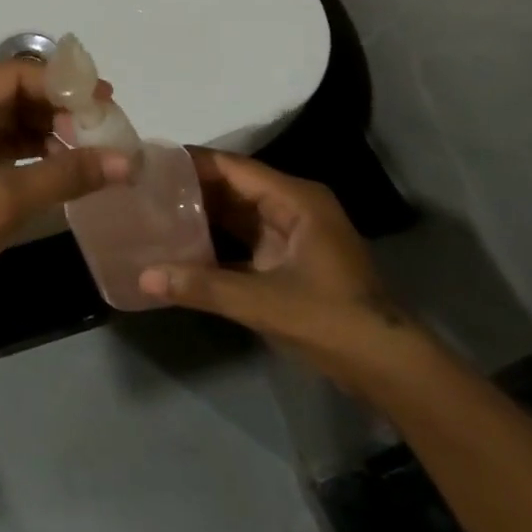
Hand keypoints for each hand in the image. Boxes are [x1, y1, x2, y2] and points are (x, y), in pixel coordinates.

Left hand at [0, 59, 131, 319]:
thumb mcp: (4, 199)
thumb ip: (66, 174)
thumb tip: (128, 162)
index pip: (16, 74)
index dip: (63, 85)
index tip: (106, 102)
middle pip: (18, 93)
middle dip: (62, 109)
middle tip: (107, 127)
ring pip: (16, 120)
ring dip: (54, 131)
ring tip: (96, 149)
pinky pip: (9, 146)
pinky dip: (39, 153)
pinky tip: (70, 166)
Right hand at [136, 151, 423, 384]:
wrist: (388, 368)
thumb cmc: (332, 320)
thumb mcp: (263, 302)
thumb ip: (203, 287)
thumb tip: (144, 277)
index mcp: (296, 199)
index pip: (233, 167)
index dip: (192, 163)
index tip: (149, 162)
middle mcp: (293, 207)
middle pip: (233, 187)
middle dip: (191, 188)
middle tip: (142, 188)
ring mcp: (292, 234)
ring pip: (236, 213)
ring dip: (200, 215)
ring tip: (152, 211)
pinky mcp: (288, 260)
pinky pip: (243, 239)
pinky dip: (215, 242)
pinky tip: (180, 247)